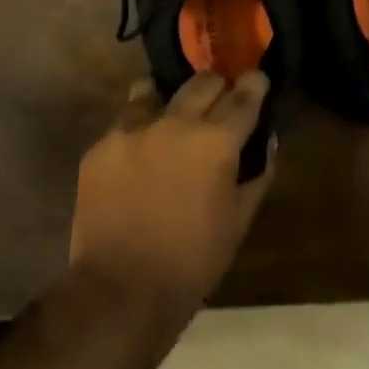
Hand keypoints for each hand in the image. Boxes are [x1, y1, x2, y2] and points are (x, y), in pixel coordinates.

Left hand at [69, 71, 274, 325]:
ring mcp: (133, 129)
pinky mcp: (101, 145)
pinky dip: (139, 128)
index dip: (255, 84)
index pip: (243, 96)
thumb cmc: (192, 261)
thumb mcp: (239, 222)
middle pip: (202, 82)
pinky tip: (140, 150)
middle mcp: (175, 122)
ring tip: (173, 117)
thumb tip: (267, 141)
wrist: (121, 291)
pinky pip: (125, 121)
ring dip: (171, 100)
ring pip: (155, 91)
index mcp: (215, 141)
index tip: (257, 78)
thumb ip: (258, 175)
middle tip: (220, 99)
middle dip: (217, 86)